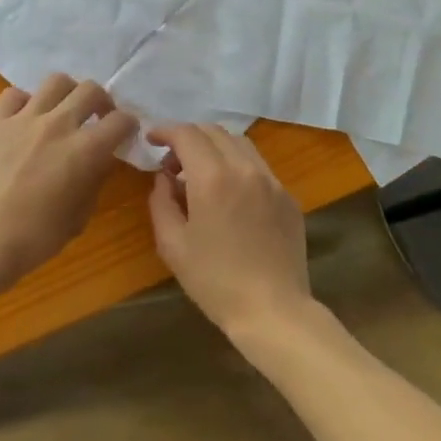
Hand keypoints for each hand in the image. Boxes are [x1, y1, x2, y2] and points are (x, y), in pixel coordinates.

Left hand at [0, 75, 138, 294]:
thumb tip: (99, 162)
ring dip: (67, 93)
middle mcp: (58, 125)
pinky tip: (25, 120)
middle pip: (90, 89)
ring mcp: (24, 119)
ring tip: (63, 111)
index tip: (124, 135)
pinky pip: (14, 95)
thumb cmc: (36, 238)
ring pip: (55, 82)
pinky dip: (25, 103)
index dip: (128, 126)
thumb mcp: (79, 216)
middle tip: (97, 118)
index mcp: (85, 150)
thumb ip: (94, 181)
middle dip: (101, 101)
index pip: (120, 121)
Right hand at [146, 125, 312, 342]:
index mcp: (213, 177)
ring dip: (214, 147)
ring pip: (240, 143)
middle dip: (188, 137)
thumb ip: (161, 202)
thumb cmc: (215, 281)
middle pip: (214, 131)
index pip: (187, 134)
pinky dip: (237, 165)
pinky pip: (258, 166)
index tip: (152, 138)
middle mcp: (245, 168)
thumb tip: (164, 178)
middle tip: (172, 163)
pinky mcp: (288, 196)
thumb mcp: (172, 245)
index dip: (166, 130)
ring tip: (200, 174)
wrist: (273, 310)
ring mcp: (272, 180)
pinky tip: (229, 193)